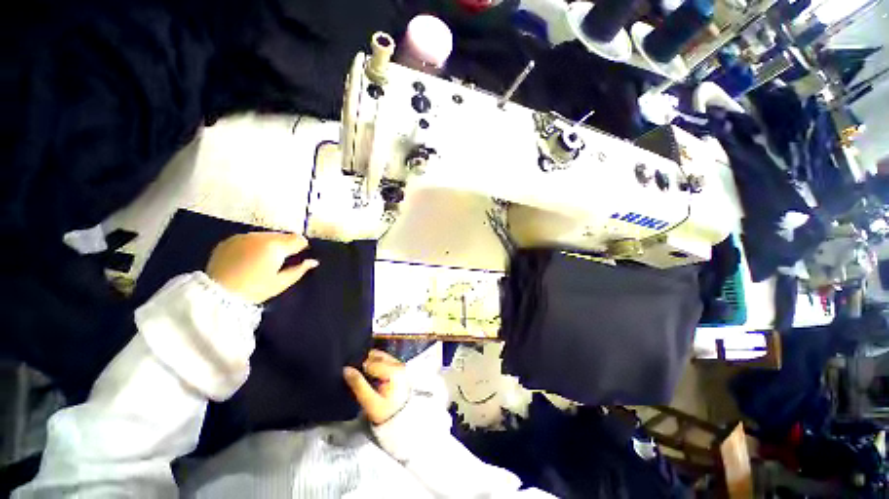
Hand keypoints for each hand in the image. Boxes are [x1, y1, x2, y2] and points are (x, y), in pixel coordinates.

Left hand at [206, 232, 318, 303]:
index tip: (300, 255)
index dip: (302, 246)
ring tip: (266, 258)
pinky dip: (255, 244)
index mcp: (276, 246)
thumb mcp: (281, 283)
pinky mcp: (230, 240)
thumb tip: (313, 262)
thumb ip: (300, 270)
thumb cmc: (255, 290)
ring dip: (271, 243)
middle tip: (282, 259)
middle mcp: (261, 237)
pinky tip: (250, 257)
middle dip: (286, 244)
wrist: (217, 294)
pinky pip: (250, 238)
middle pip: (282, 235)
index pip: (298, 239)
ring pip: (266, 235)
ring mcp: (243, 237)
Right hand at [343, 350, 410, 424]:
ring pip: (380, 356)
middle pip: (375, 356)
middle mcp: (398, 363)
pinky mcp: (399, 367)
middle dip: (365, 364)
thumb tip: (346, 369)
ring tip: (366, 379)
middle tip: (359, 379)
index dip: (359, 370)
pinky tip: (373, 377)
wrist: (403, 420)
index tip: (353, 379)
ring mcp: (399, 364)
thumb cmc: (387, 413)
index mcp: (394, 369)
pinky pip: (385, 360)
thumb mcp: (371, 403)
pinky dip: (376, 365)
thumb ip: (358, 385)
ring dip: (370, 363)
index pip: (369, 362)